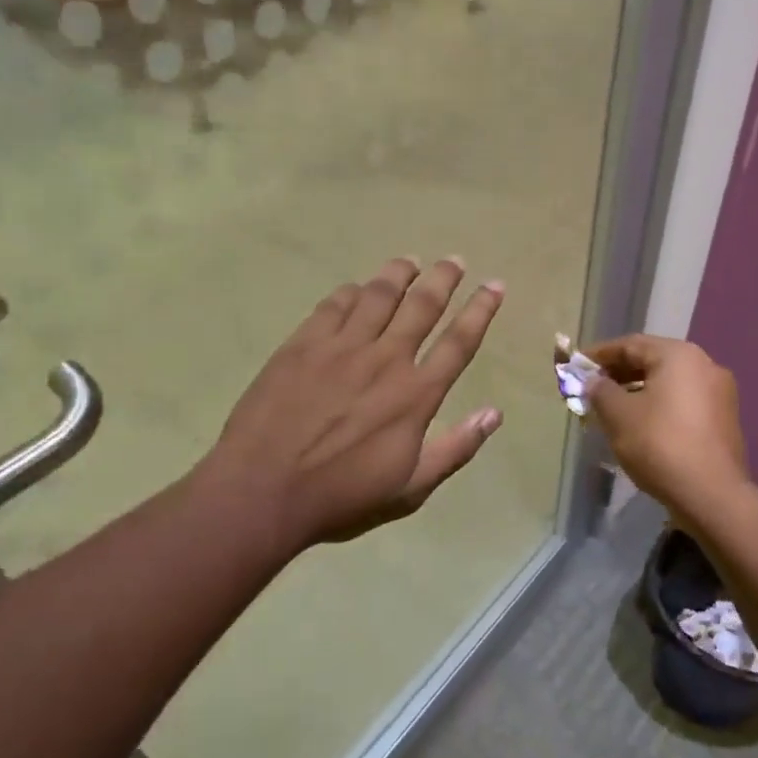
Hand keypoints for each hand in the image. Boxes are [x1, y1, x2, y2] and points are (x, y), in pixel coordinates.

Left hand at [212, 257, 505, 553]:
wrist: (263, 491)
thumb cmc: (342, 497)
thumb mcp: (410, 488)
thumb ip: (456, 449)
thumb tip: (494, 414)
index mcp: (416, 395)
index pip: (459, 342)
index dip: (481, 311)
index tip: (495, 285)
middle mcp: (385, 360)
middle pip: (422, 306)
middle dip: (443, 279)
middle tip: (453, 260)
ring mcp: (341, 348)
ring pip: (378, 296)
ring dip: (398, 274)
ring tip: (409, 262)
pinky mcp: (302, 345)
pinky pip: (333, 306)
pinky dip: (351, 292)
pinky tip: (356, 288)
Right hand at [584, 335, 749, 519]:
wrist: (710, 494)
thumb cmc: (659, 444)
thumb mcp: (618, 415)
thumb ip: (600, 391)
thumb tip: (594, 382)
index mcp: (679, 355)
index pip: (631, 344)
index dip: (600, 354)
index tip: (576, 366)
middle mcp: (705, 365)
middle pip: (652, 361)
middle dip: (619, 373)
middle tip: (591, 389)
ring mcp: (719, 393)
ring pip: (669, 383)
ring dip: (638, 391)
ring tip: (611, 409)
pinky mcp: (724, 420)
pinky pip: (683, 402)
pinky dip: (659, 406)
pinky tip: (641, 425)